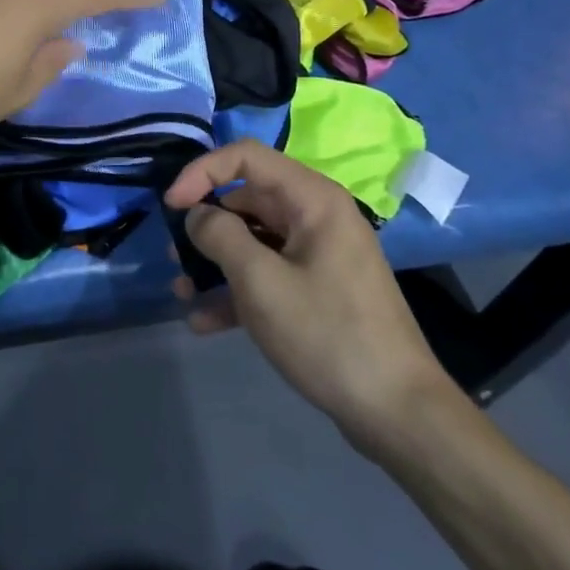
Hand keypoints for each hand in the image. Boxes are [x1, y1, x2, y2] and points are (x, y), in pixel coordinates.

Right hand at [165, 141, 449, 442]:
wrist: (398, 412)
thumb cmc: (327, 334)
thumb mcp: (262, 282)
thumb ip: (221, 237)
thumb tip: (197, 215)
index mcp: (312, 199)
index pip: (245, 157)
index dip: (202, 173)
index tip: (171, 207)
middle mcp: (316, 217)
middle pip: (247, 200)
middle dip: (206, 225)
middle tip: (174, 257)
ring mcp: (319, 255)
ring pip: (254, 241)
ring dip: (215, 262)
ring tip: (182, 293)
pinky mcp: (318, 290)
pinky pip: (269, 275)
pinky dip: (237, 292)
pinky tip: (205, 323)